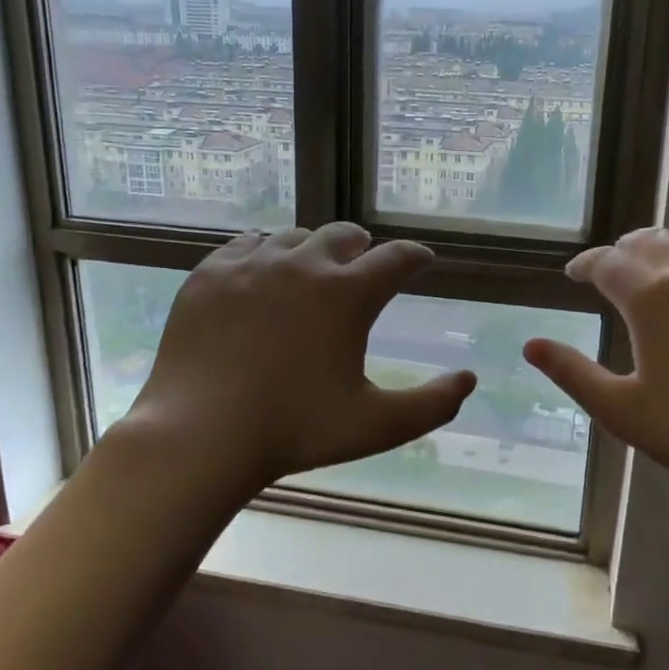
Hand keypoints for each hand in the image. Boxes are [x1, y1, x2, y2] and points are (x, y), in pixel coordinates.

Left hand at [111, 222, 475, 497]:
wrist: (200, 435)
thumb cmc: (294, 430)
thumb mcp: (376, 426)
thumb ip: (432, 404)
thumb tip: (468, 379)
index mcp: (347, 294)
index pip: (396, 258)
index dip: (415, 256)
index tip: (421, 260)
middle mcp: (302, 264)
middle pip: (343, 234)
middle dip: (362, 247)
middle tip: (363, 265)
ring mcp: (250, 265)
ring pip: (294, 236)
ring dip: (312, 249)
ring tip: (311, 271)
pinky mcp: (209, 274)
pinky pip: (246, 244)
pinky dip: (264, 253)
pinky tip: (262, 272)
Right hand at [524, 228, 668, 510]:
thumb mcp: (620, 408)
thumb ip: (572, 372)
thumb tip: (530, 345)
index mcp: (648, 298)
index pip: (606, 263)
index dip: (585, 264)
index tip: (573, 274)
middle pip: (649, 242)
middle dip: (624, 250)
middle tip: (613, 267)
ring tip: (659, 260)